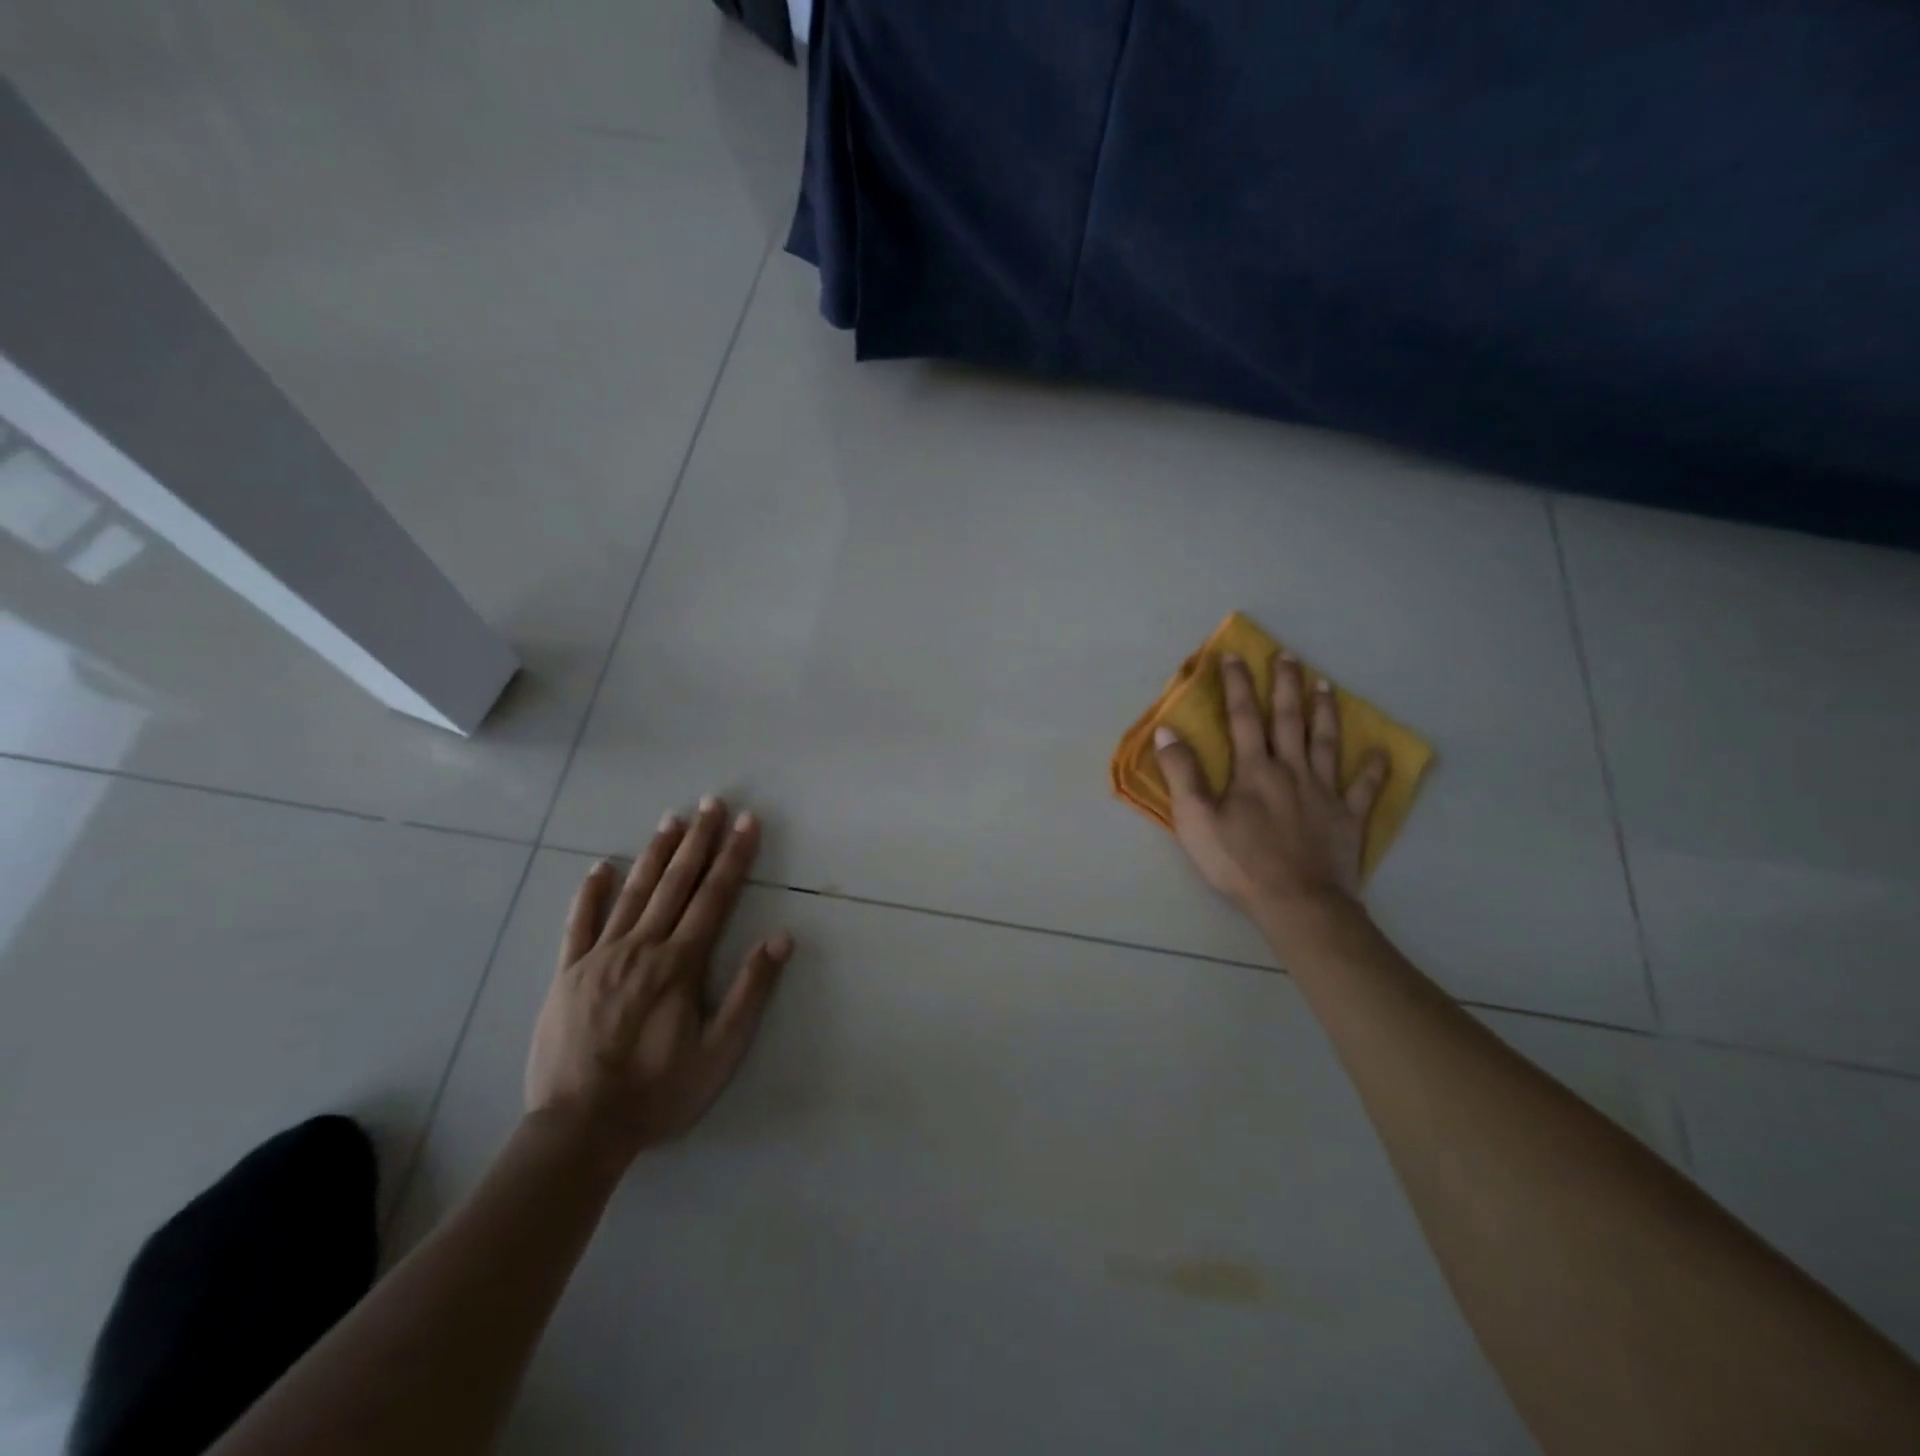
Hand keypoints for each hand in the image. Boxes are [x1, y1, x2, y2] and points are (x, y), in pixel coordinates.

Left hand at [524, 797, 791, 1165]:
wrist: (578, 1128)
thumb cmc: (659, 1091)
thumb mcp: (720, 1051)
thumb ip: (751, 991)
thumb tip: (781, 939)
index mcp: (681, 963)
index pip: (715, 896)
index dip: (734, 856)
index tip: (747, 822)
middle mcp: (642, 947)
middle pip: (676, 883)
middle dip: (699, 840)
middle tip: (712, 803)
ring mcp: (600, 957)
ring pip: (633, 893)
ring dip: (655, 854)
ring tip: (671, 820)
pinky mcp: (568, 974)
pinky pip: (579, 925)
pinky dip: (589, 894)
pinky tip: (599, 868)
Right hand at [1155, 652, 1388, 925]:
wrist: (1297, 902)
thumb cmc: (1239, 863)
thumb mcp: (1195, 820)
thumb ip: (1182, 774)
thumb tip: (1167, 732)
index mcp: (1254, 770)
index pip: (1243, 718)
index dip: (1237, 685)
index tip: (1234, 656)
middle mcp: (1291, 770)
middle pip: (1289, 720)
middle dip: (1286, 685)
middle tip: (1289, 656)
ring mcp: (1324, 792)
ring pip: (1326, 742)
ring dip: (1325, 712)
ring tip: (1326, 685)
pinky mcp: (1348, 817)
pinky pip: (1364, 788)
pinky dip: (1373, 769)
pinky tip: (1381, 752)